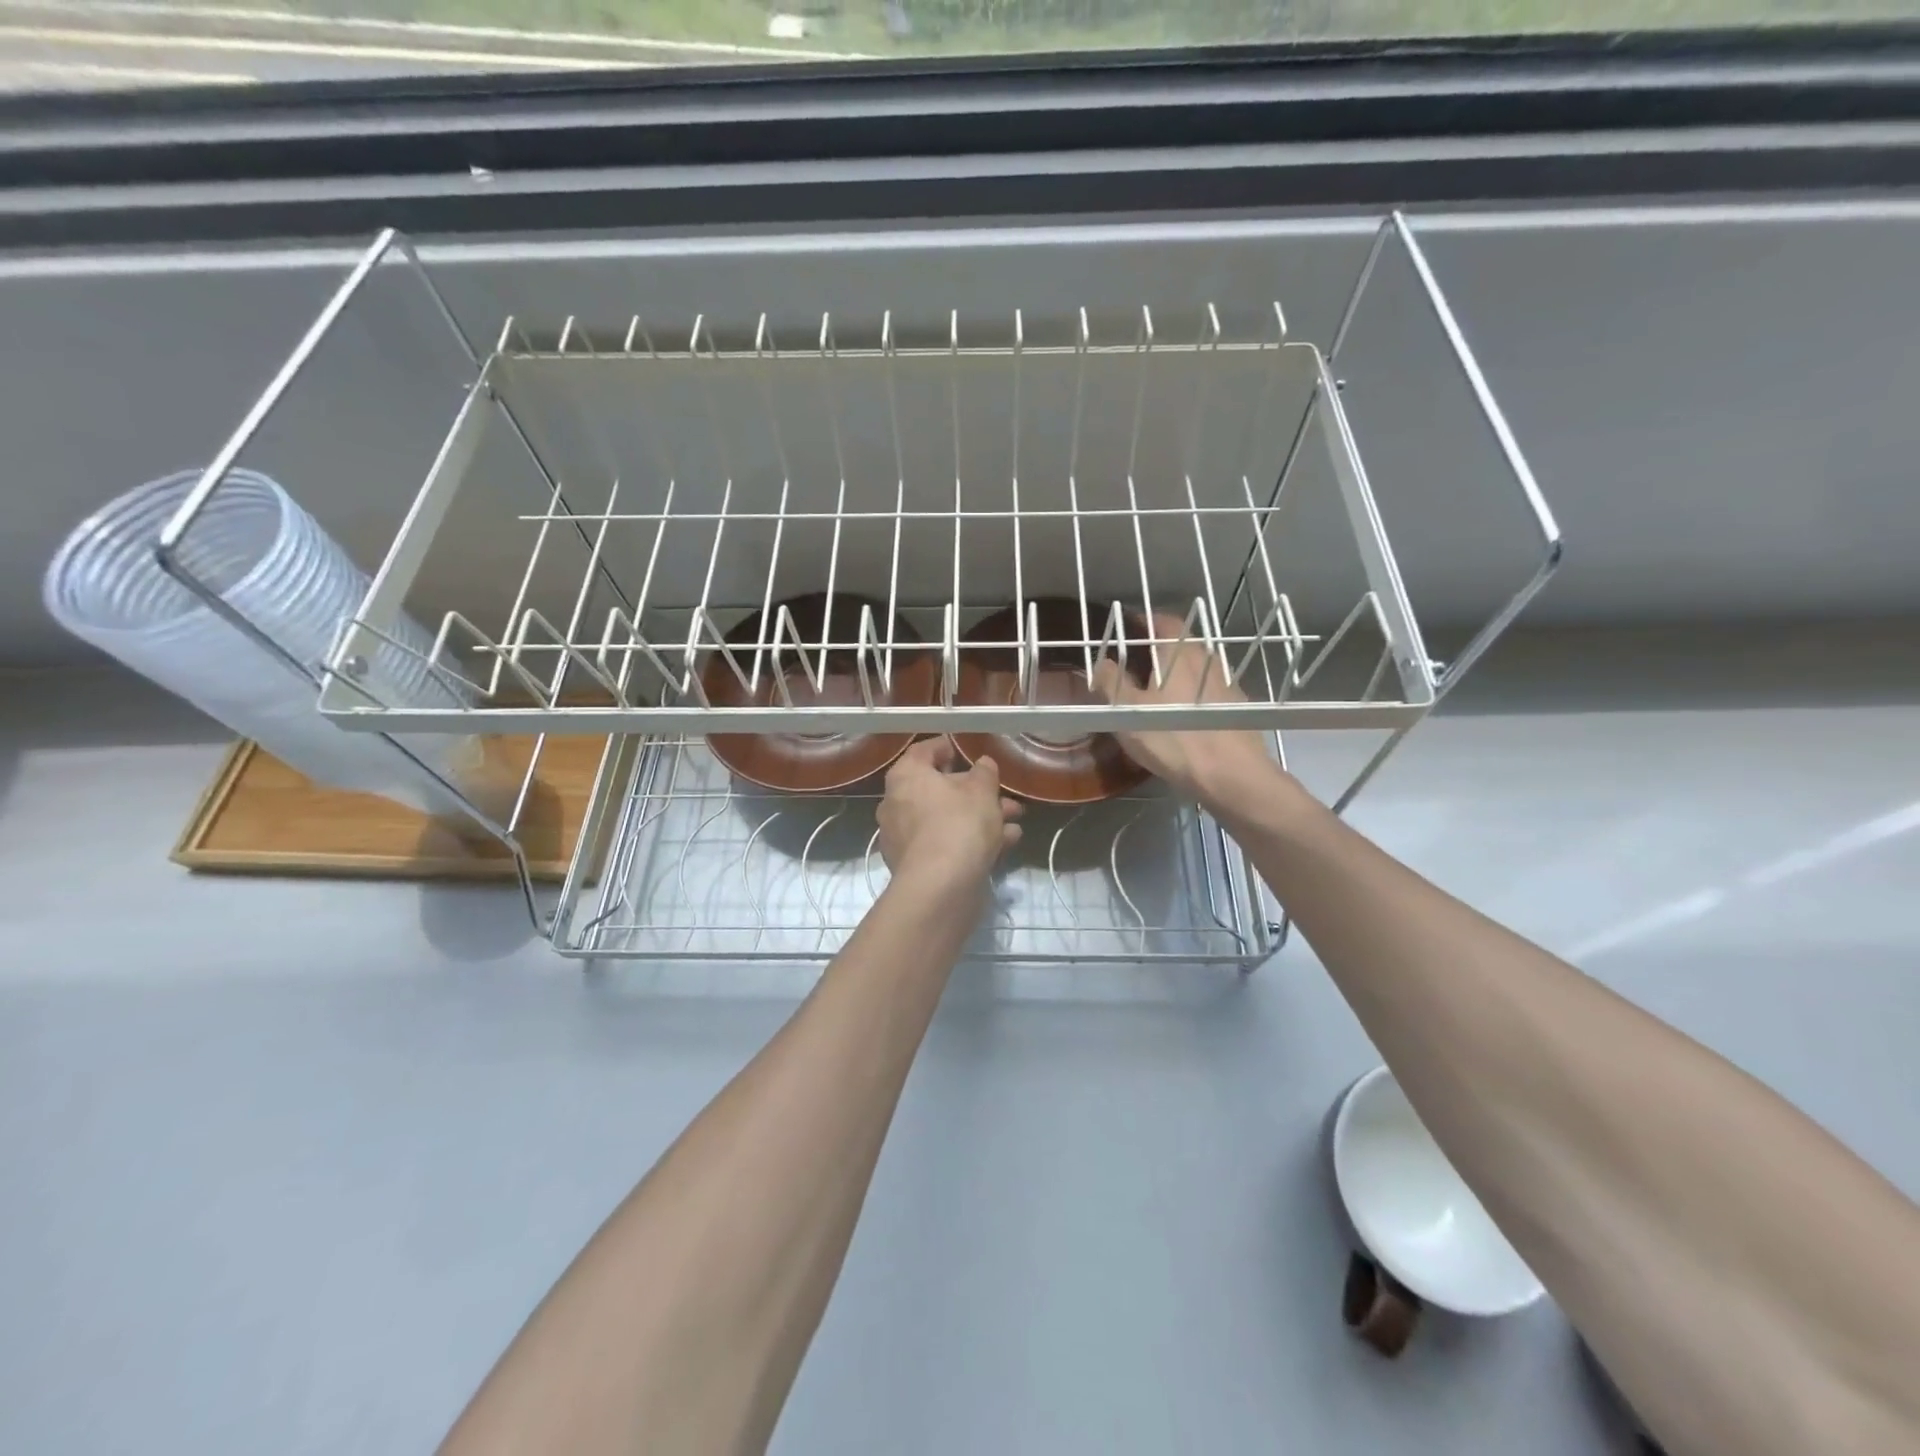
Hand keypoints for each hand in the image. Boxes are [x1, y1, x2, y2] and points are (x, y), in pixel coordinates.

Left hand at [877, 737, 1022, 891]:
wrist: (941, 887)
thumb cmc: (959, 824)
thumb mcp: (982, 791)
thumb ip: (984, 773)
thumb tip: (982, 764)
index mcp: (906, 777)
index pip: (923, 752)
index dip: (945, 747)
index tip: (965, 750)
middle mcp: (896, 804)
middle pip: (939, 790)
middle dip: (976, 793)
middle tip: (1004, 796)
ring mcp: (903, 838)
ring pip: (946, 819)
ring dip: (981, 818)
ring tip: (1014, 821)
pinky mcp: (914, 866)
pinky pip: (945, 843)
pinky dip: (971, 841)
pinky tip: (1005, 845)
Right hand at [1091, 613, 1283, 810]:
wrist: (1231, 774)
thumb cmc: (1173, 738)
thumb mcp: (1128, 712)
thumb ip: (1111, 683)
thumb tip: (1101, 663)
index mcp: (1177, 652)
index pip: (1161, 620)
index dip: (1143, 620)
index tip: (1127, 627)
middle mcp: (1204, 657)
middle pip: (1180, 641)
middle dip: (1157, 646)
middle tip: (1135, 660)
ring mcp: (1224, 680)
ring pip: (1195, 665)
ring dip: (1176, 669)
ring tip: (1156, 687)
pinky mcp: (1236, 705)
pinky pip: (1207, 687)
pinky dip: (1191, 690)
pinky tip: (1182, 712)